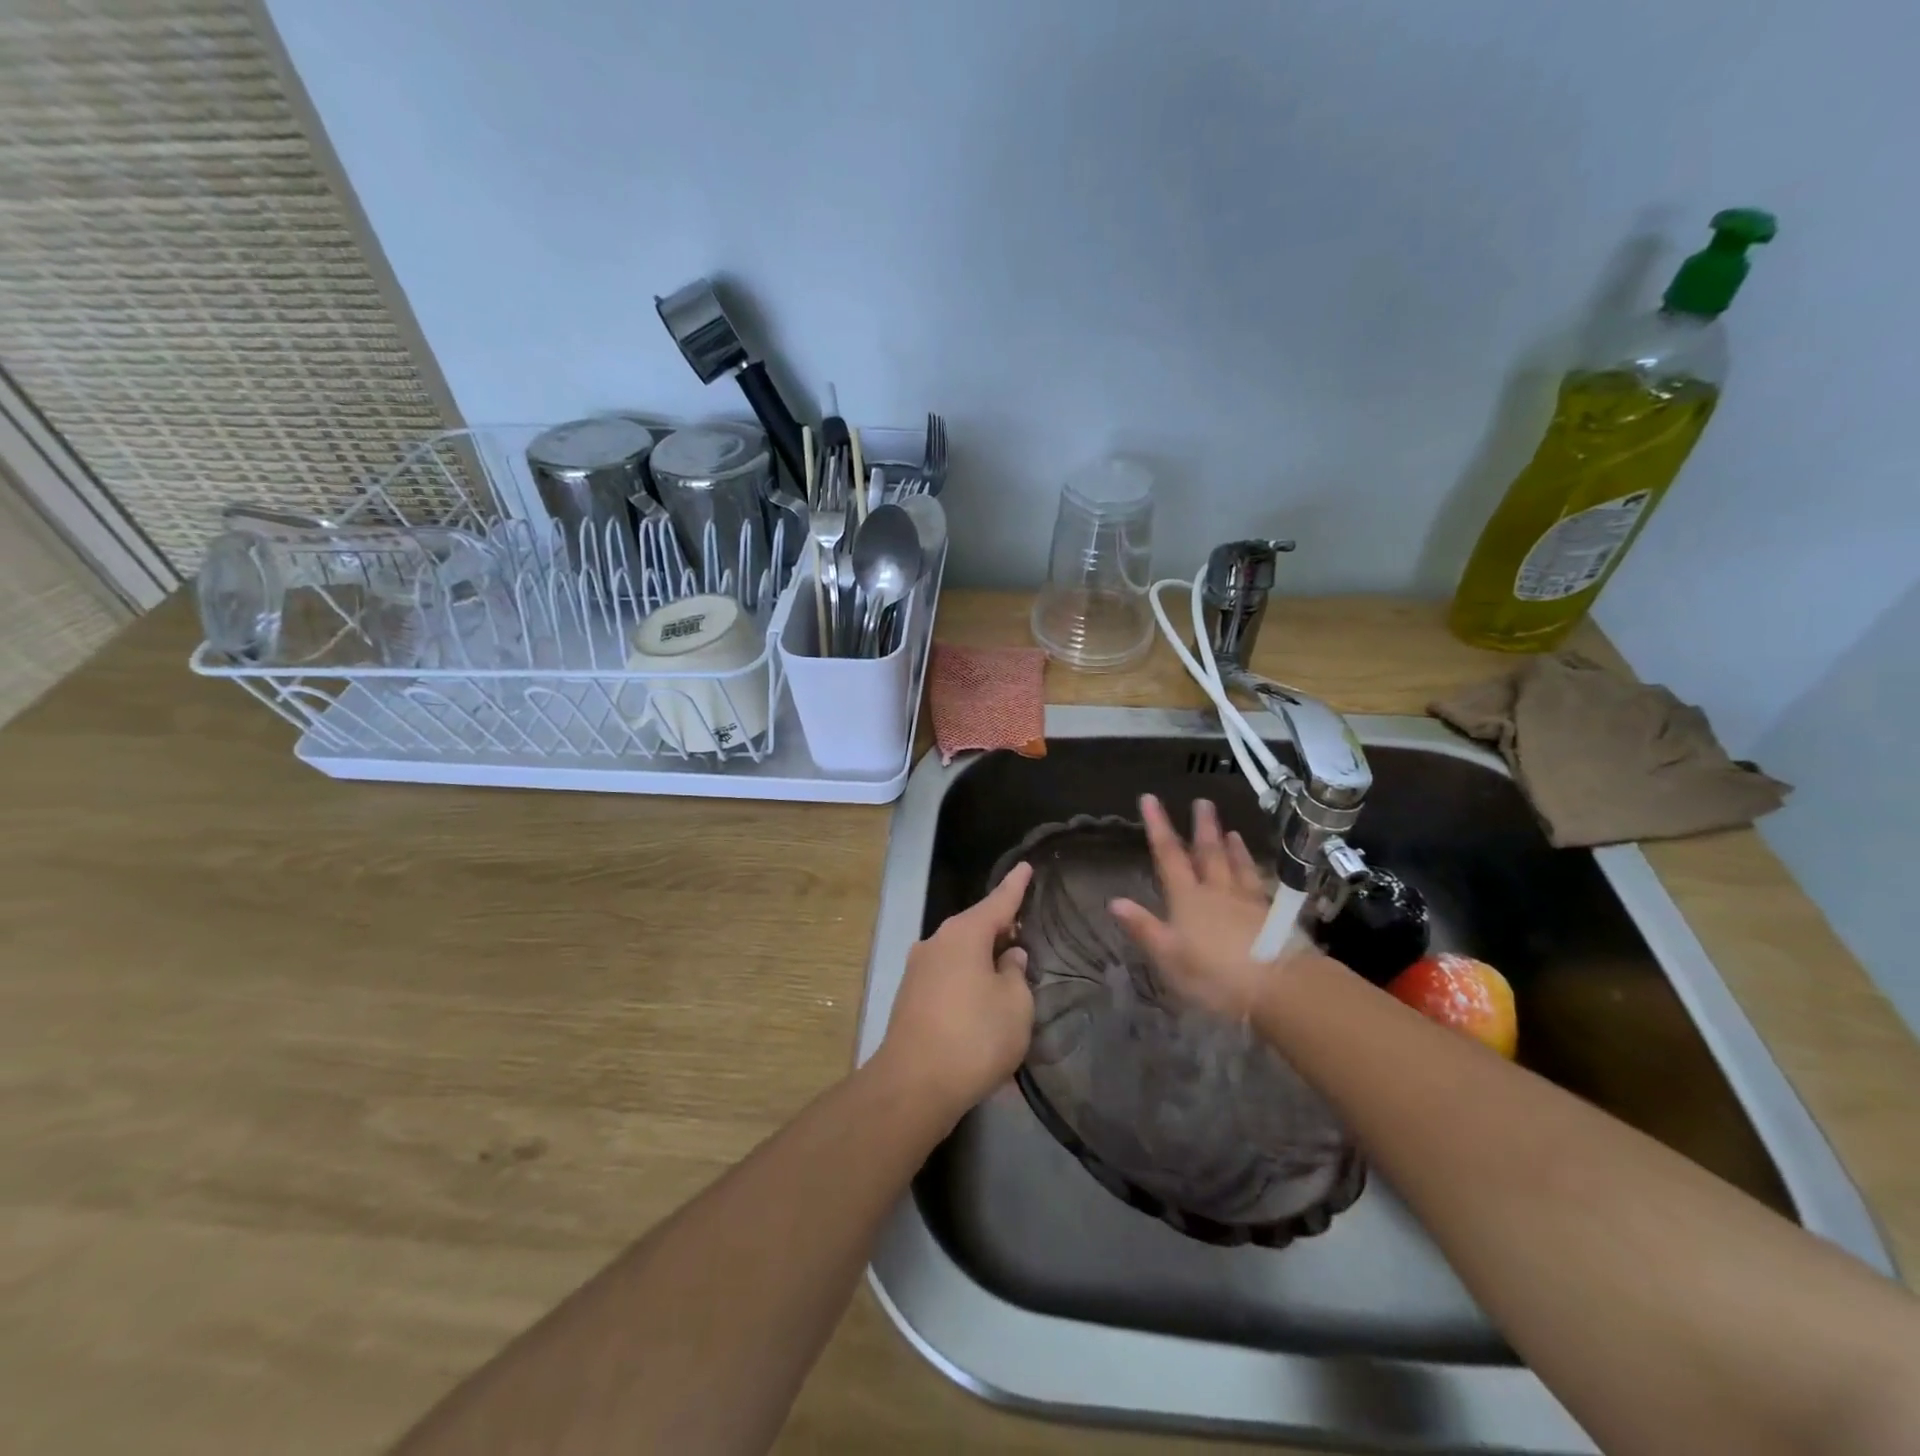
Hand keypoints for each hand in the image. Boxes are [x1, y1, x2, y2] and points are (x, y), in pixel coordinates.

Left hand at [877, 861, 1034, 1123]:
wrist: (913, 1085)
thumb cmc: (974, 1037)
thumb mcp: (1015, 1005)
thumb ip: (1016, 975)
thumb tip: (1008, 958)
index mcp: (963, 934)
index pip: (998, 902)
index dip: (1015, 886)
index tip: (1026, 866)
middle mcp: (936, 942)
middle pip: (975, 927)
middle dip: (999, 928)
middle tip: (1024, 932)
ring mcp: (917, 970)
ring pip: (959, 953)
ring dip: (982, 958)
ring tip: (1006, 972)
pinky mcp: (910, 997)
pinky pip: (947, 977)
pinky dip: (967, 980)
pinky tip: (980, 1001)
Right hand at [1110, 794, 1307, 1018]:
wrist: (1280, 987)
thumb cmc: (1215, 975)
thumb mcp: (1169, 957)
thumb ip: (1143, 927)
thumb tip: (1114, 900)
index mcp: (1188, 899)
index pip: (1169, 856)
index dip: (1158, 827)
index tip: (1149, 799)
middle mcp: (1217, 892)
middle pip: (1208, 853)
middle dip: (1202, 827)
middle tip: (1202, 802)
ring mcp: (1248, 902)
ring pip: (1237, 865)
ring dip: (1231, 846)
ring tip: (1230, 829)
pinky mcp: (1273, 918)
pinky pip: (1259, 884)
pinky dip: (1254, 869)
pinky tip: (1257, 867)